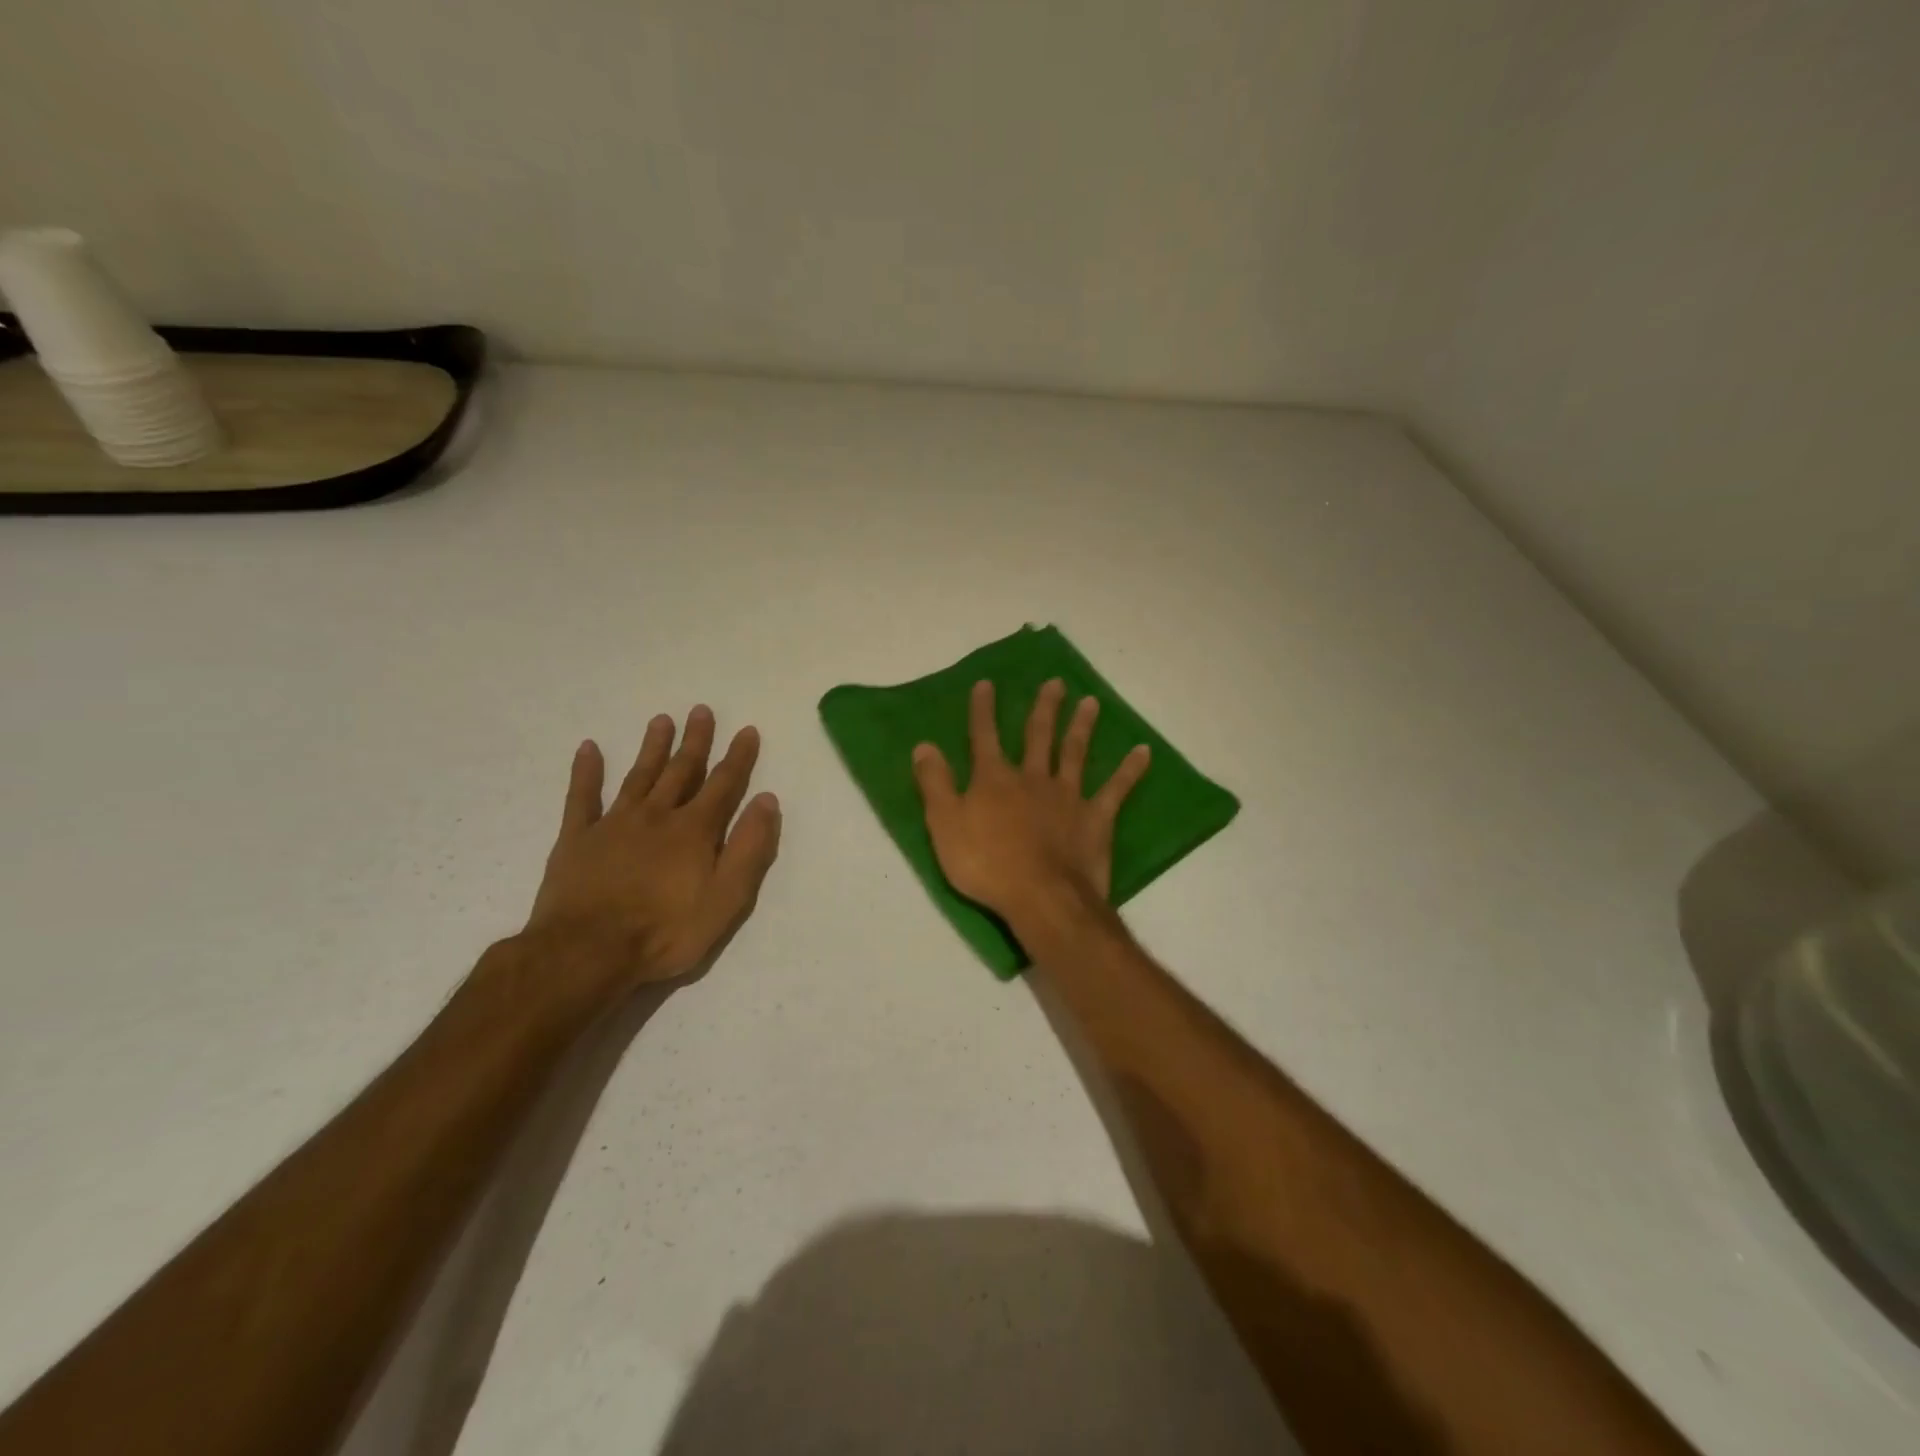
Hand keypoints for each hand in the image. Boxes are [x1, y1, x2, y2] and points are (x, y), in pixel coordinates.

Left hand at [522, 706, 781, 992]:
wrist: (587, 952)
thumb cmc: (666, 931)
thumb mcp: (726, 898)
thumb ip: (749, 848)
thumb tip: (766, 800)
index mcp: (695, 830)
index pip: (723, 784)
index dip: (738, 757)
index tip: (747, 730)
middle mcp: (657, 815)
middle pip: (680, 770)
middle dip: (695, 741)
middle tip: (701, 711)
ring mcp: (614, 824)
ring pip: (639, 776)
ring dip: (652, 747)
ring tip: (662, 720)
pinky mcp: (577, 839)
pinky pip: (582, 796)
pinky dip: (586, 771)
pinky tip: (589, 748)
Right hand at [912, 679, 1149, 930]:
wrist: (1041, 896)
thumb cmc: (986, 864)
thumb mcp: (944, 825)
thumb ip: (935, 784)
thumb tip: (924, 745)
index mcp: (994, 780)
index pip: (984, 737)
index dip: (983, 711)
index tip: (986, 683)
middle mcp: (1032, 778)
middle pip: (1038, 736)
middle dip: (1045, 708)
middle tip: (1056, 683)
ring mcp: (1067, 796)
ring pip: (1075, 752)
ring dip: (1082, 726)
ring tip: (1091, 702)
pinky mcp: (1096, 817)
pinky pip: (1117, 788)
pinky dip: (1130, 770)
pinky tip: (1144, 751)